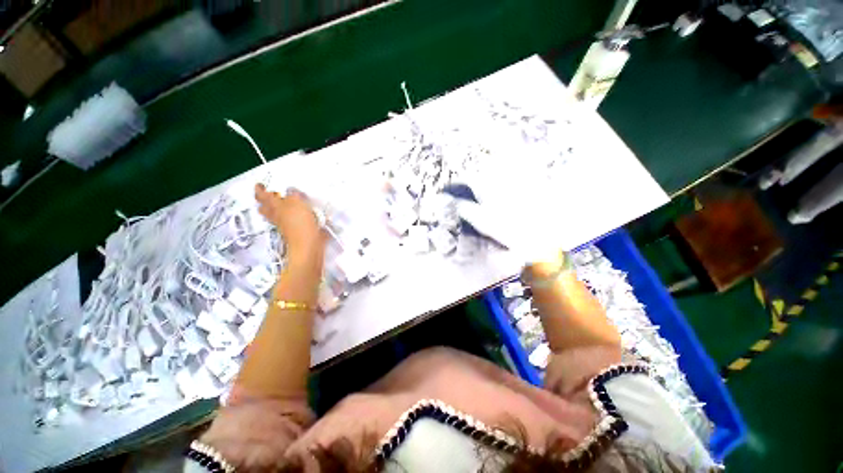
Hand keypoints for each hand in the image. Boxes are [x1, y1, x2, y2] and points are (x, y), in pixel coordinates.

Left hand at [255, 184, 326, 264]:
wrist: (308, 244)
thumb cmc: (301, 222)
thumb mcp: (298, 203)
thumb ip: (293, 194)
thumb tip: (290, 190)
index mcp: (276, 207)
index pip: (264, 196)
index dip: (260, 190)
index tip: (258, 185)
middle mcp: (277, 216)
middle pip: (266, 208)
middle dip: (266, 202)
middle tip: (269, 196)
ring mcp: (285, 226)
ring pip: (276, 216)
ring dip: (277, 210)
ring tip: (282, 205)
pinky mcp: (294, 232)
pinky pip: (287, 222)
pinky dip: (289, 218)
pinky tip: (297, 215)